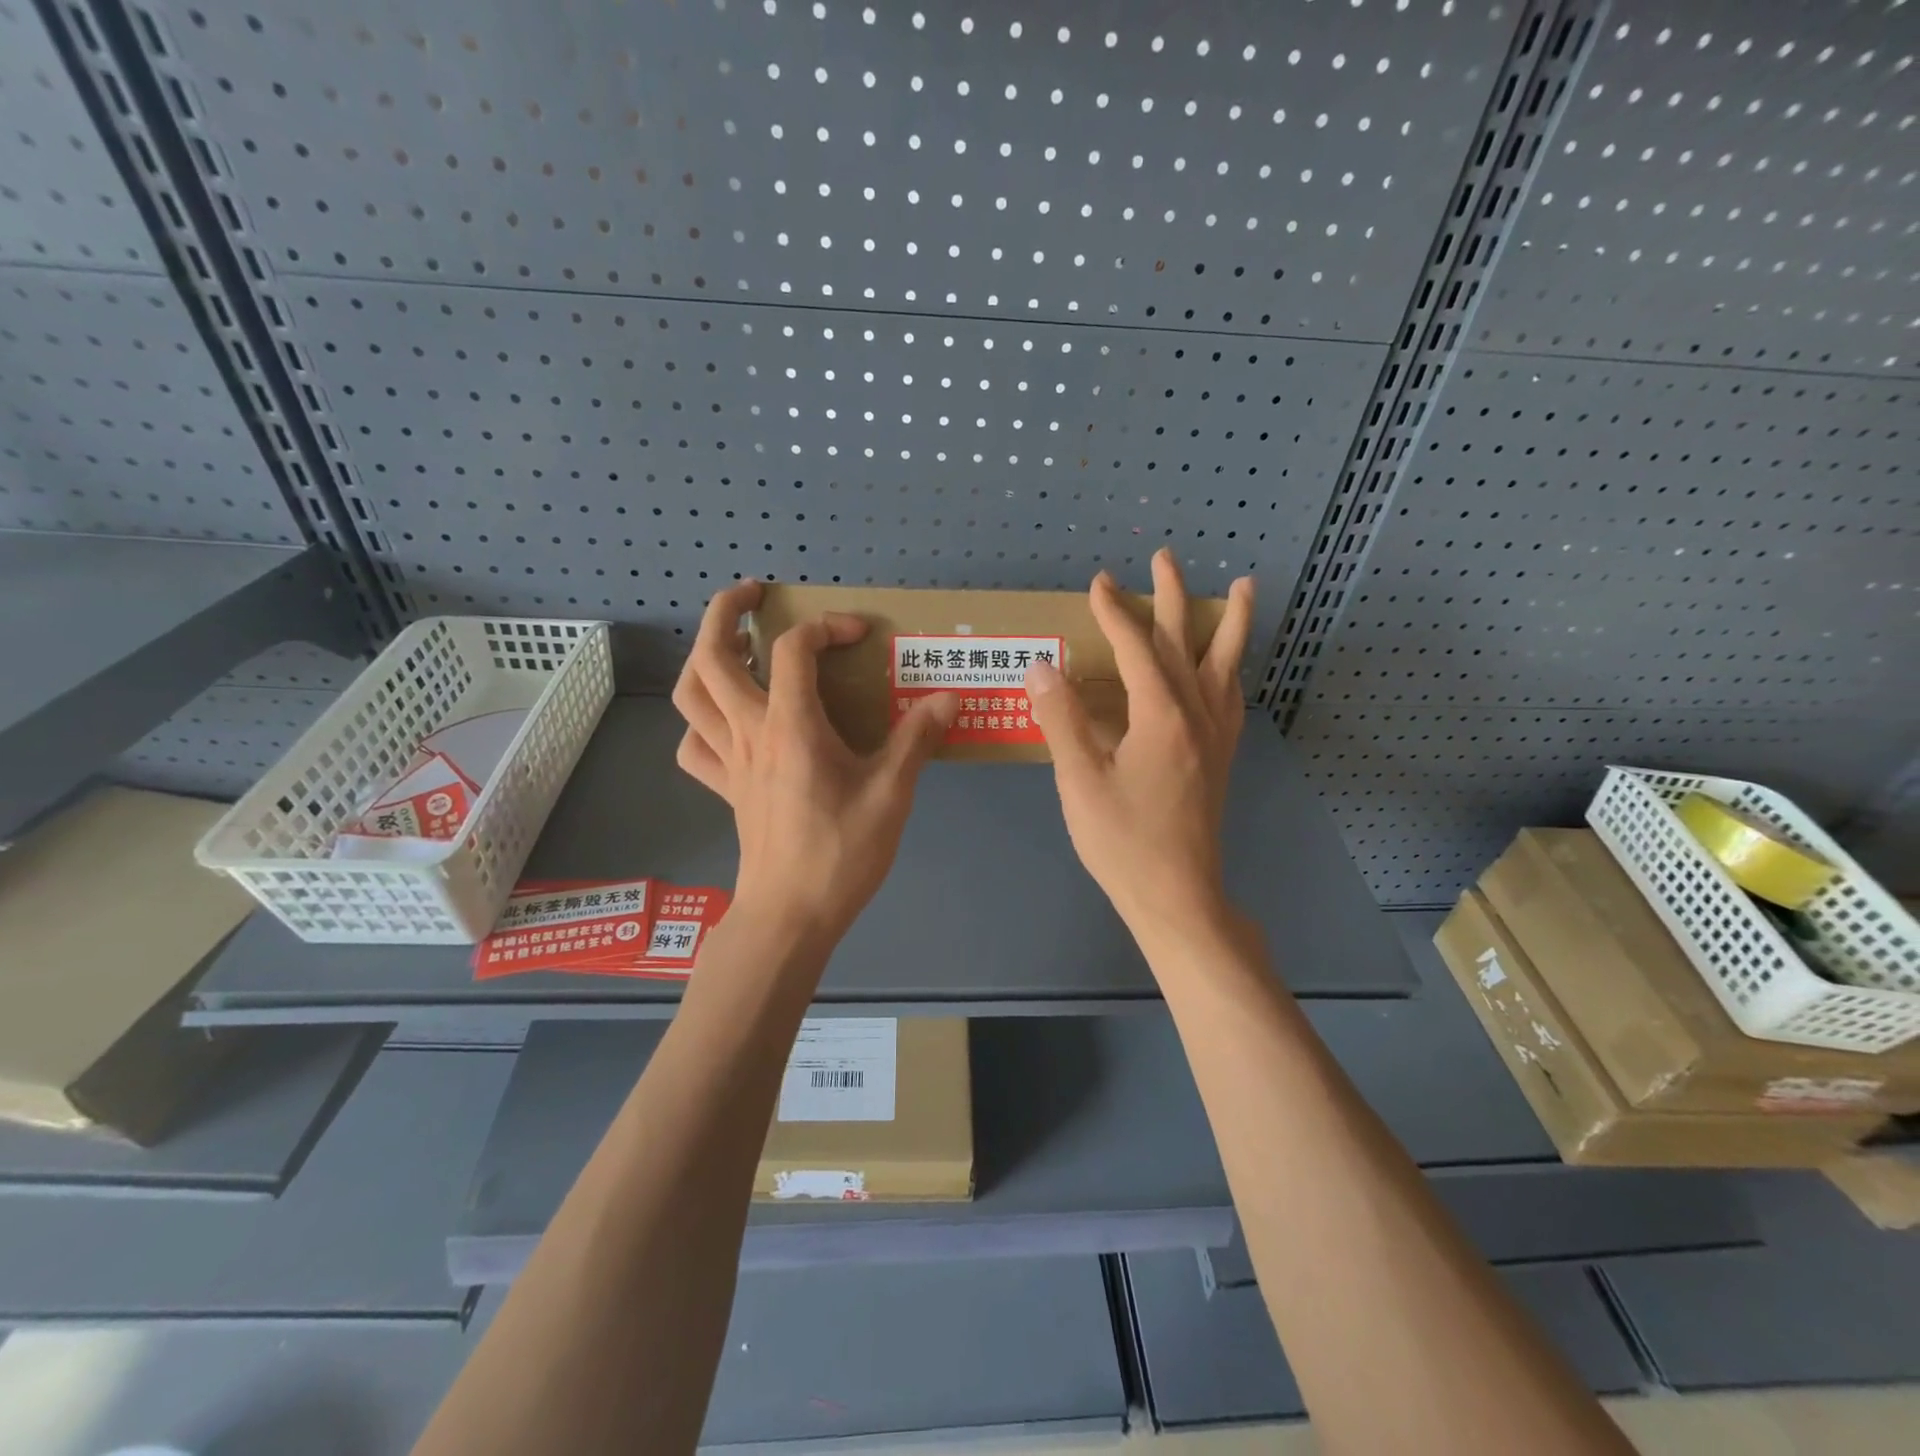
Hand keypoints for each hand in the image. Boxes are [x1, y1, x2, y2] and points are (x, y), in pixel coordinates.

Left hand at [672, 580, 959, 944]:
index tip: (861, 634)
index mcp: (791, 726)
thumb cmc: (841, 852)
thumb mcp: (891, 793)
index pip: (793, 649)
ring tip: (734, 645)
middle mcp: (749, 732)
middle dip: (725, 612)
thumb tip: (948, 698)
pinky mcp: (724, 788)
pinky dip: (701, 723)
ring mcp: (729, 761)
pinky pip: (694, 746)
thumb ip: (916, 739)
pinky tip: (727, 721)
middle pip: (711, 656)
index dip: (826, 627)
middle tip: (752, 595)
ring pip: (691, 695)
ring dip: (703, 658)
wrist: (790, 915)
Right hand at [1024, 549, 1255, 941]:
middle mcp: (1197, 715)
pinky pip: (1231, 698)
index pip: (1136, 648)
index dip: (1114, 612)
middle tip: (1165, 557)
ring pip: (1224, 665)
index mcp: (1161, 716)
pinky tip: (1229, 668)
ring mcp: (1215, 737)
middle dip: (1173, 597)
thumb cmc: (1122, 841)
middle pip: (1186, 643)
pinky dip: (1231, 669)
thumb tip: (1043, 667)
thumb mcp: (1080, 781)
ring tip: (1244, 588)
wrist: (1177, 895)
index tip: (1097, 583)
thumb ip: (1062, 720)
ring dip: (1230, 624)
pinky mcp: (1220, 758)